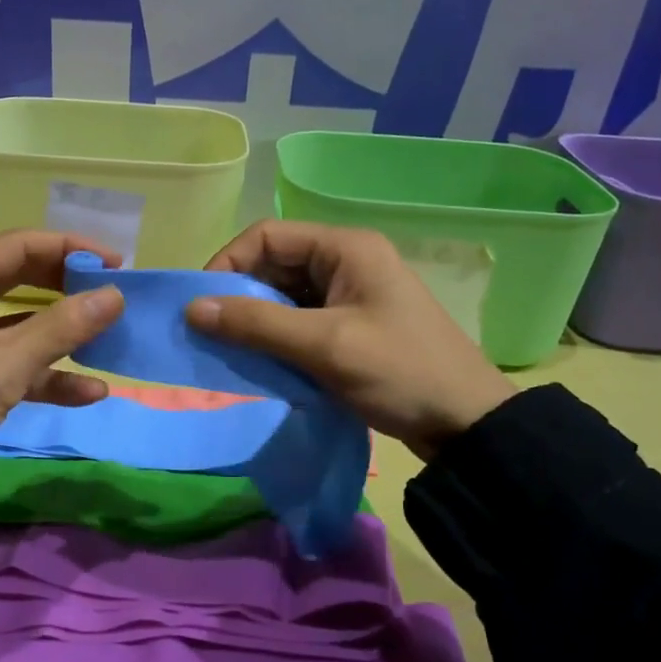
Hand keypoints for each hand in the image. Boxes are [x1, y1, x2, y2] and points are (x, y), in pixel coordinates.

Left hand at [0, 230, 124, 492]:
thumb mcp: (3, 367)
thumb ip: (62, 328)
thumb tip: (116, 295)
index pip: (18, 246)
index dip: (70, 249)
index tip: (117, 264)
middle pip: (20, 278)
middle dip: (68, 289)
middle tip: (113, 295)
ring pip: (19, 323)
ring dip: (62, 334)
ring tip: (109, 340)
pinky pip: (10, 360)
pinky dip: (45, 373)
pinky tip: (89, 392)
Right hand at [185, 221, 514, 460]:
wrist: (468, 425)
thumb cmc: (400, 373)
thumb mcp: (324, 346)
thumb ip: (257, 324)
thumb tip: (192, 309)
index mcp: (346, 247)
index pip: (268, 236)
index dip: (228, 263)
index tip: (202, 305)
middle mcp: (346, 261)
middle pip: (274, 263)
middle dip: (240, 294)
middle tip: (212, 333)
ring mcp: (350, 293)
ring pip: (284, 294)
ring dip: (256, 318)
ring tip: (232, 350)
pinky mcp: (351, 323)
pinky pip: (300, 319)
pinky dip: (277, 336)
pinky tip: (262, 361)